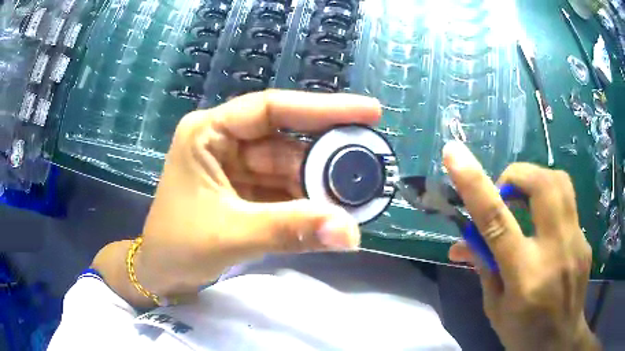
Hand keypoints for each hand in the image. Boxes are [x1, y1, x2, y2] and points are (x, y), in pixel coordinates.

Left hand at [93, 90, 380, 306]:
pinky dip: (308, 203)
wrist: (161, 273)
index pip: (272, 109)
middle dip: (327, 159)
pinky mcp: (246, 191)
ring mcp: (237, 167)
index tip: (370, 111)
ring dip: (321, 186)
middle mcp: (225, 141)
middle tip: (370, 166)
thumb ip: (290, 230)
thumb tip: (350, 232)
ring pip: (290, 168)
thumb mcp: (231, 235)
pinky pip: (285, 190)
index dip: (323, 108)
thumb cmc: (178, 247)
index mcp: (209, 132)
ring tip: (358, 197)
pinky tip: (332, 211)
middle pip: (287, 141)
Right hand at [444, 142, 599, 350]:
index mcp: (525, 276)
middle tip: (504, 192)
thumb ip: (484, 268)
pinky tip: (544, 231)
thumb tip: (462, 241)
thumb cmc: (523, 334)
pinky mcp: (585, 240)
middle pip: (542, 184)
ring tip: (523, 202)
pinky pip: (567, 205)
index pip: (497, 221)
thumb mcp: (495, 309)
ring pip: (560, 183)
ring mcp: (576, 242)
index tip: (453, 153)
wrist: (561, 342)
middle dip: (517, 175)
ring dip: (536, 181)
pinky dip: (549, 206)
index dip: (474, 183)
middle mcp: (556, 251)